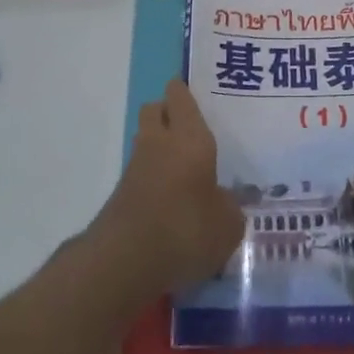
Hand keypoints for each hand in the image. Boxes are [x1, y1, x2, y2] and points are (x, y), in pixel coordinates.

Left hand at [92, 79, 245, 294]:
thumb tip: (227, 200)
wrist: (125, 262)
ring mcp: (136, 168)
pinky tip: (173, 198)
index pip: (180, 96)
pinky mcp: (122, 195)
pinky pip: (141, 172)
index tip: (196, 92)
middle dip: (168, 112)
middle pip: (155, 110)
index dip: (184, 91)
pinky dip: (154, 177)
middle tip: (192, 127)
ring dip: (160, 145)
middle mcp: (159, 143)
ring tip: (186, 166)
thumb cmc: (187, 229)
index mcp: (189, 137)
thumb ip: (231, 207)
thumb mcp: (228, 224)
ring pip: (146, 140)